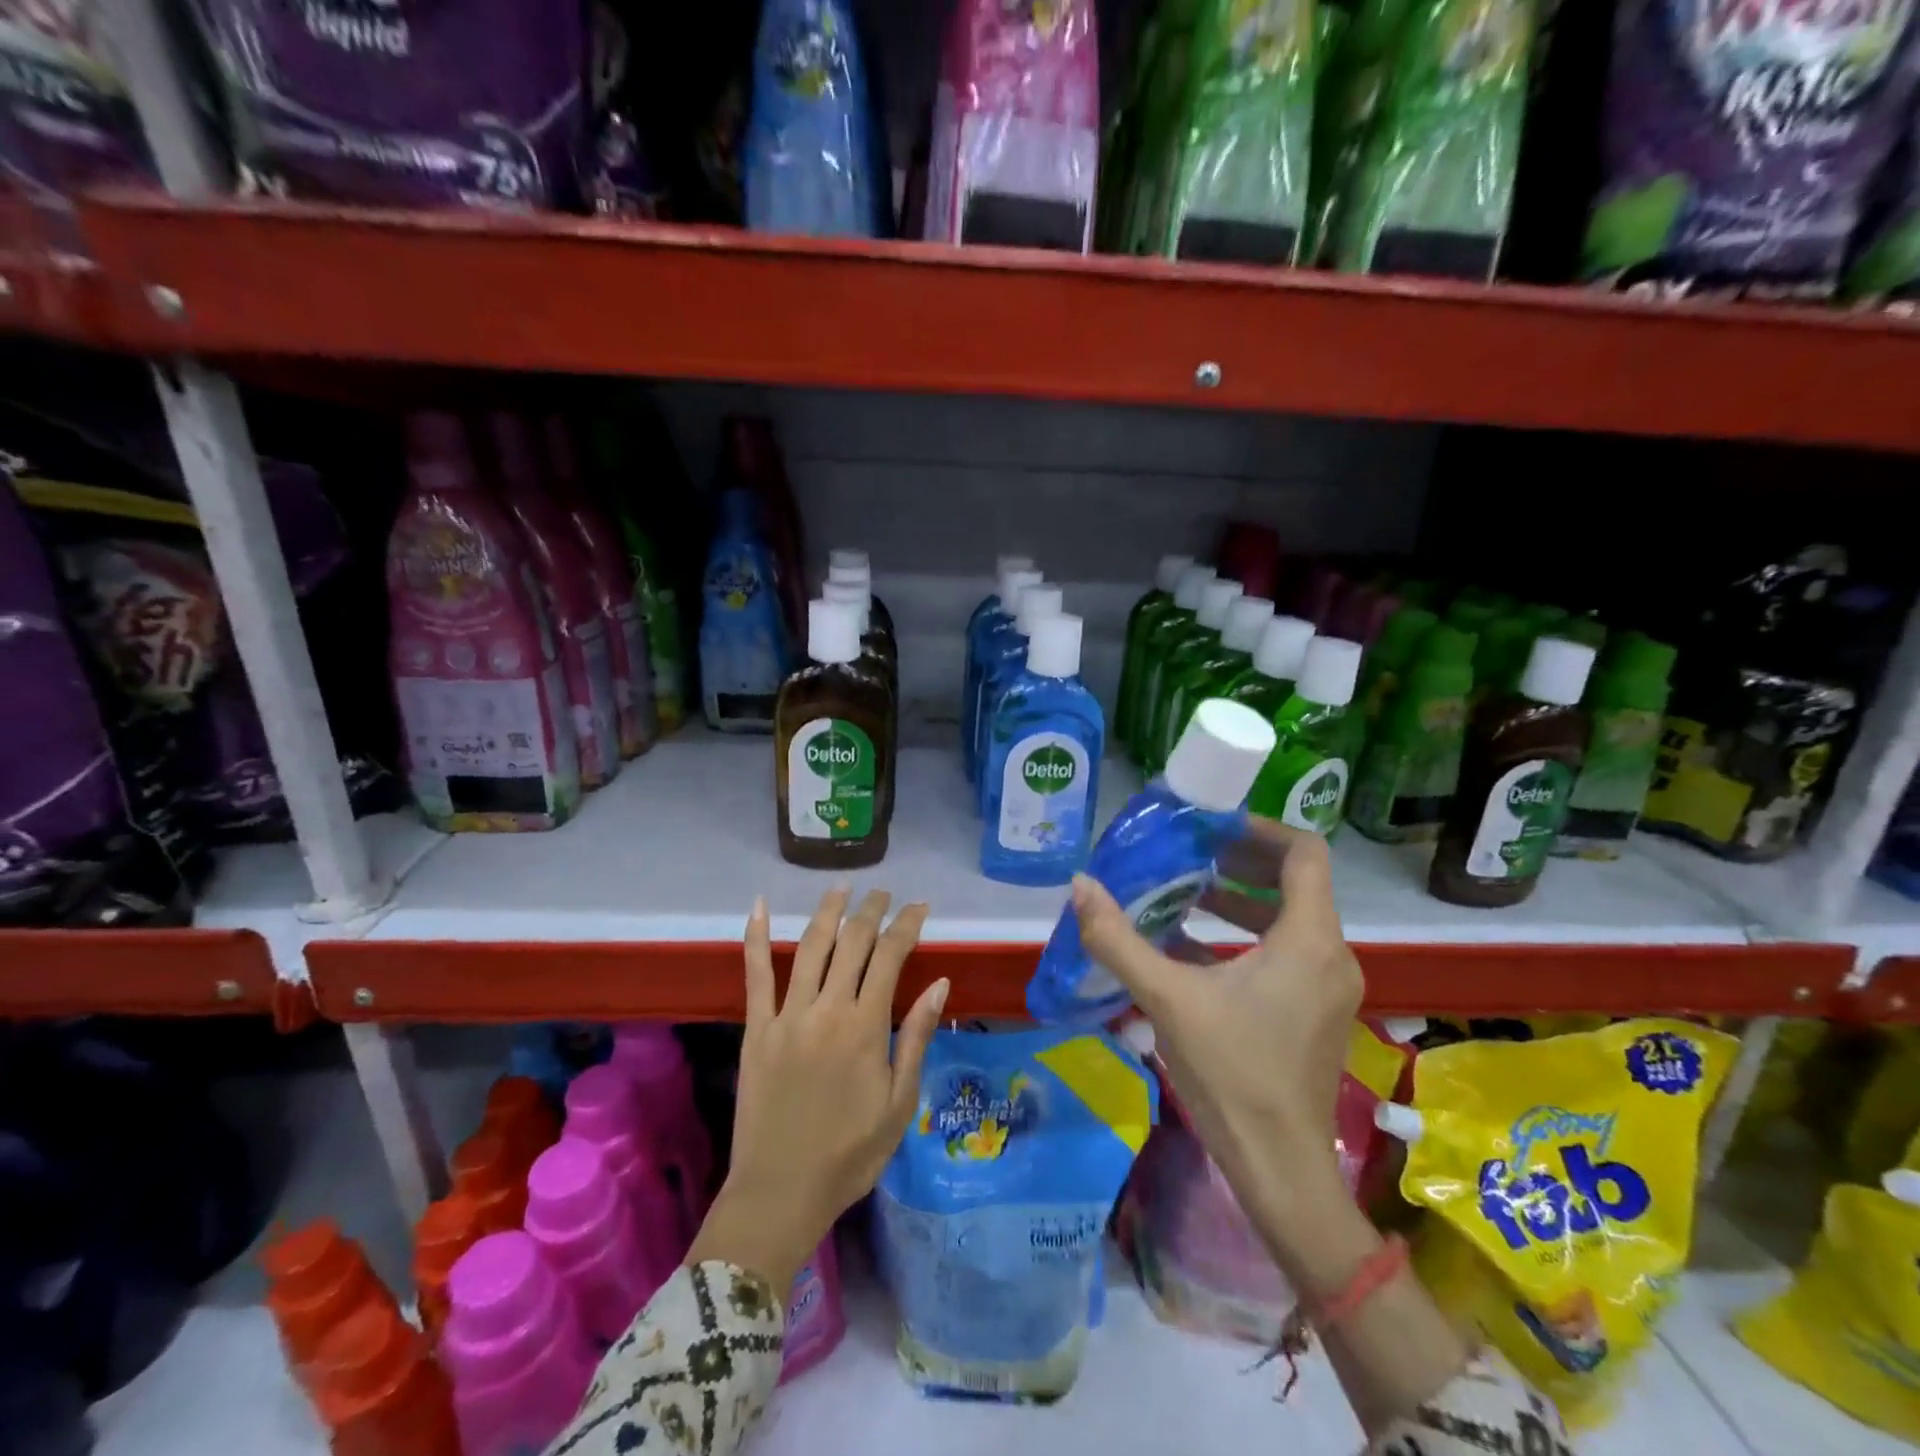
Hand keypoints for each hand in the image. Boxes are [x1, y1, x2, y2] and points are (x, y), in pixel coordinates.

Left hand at [688, 888, 948, 1292]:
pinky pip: (755, 974)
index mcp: (865, 1027)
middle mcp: (827, 1009)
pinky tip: (758, 905)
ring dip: (828, 911)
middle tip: (884, 893)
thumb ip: (916, 1038)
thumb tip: (940, 984)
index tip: (920, 907)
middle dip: (871, 911)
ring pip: (809, 946)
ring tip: (842, 887)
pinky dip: (754, 936)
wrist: (781, 1193)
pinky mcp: (757, 1028)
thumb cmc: (850, 1154)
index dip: (907, 925)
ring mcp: (787, 1015)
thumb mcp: (899, 1103)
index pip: (890, 957)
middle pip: (852, 943)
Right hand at [1070, 819, 1362, 1272]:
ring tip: (1185, 893)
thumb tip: (1079, 885)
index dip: (1260, 829)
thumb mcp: (1167, 1000)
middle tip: (1189, 852)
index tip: (1212, 826)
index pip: (1304, 853)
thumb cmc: (1232, 1075)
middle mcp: (1330, 955)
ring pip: (1289, 919)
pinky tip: (1192, 949)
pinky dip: (1245, 937)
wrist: (1280, 1170)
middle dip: (1241, 862)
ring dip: (1239, 901)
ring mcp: (1328, 988)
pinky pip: (1286, 953)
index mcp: (1309, 940)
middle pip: (1296, 882)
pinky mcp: (1315, 1013)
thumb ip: (1118, 940)